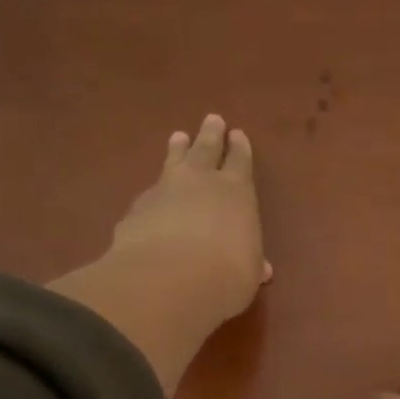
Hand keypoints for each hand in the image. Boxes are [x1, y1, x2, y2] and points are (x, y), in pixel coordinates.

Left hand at [108, 113, 270, 330]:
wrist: (168, 279)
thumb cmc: (226, 274)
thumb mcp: (249, 273)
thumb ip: (252, 264)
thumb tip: (262, 268)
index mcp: (237, 191)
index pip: (240, 161)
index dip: (240, 149)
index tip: (238, 135)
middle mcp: (201, 181)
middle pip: (206, 149)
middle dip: (211, 135)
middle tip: (212, 120)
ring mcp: (164, 191)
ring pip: (173, 162)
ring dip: (177, 150)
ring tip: (178, 138)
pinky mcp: (137, 209)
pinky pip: (149, 194)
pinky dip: (154, 193)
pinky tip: (152, 198)